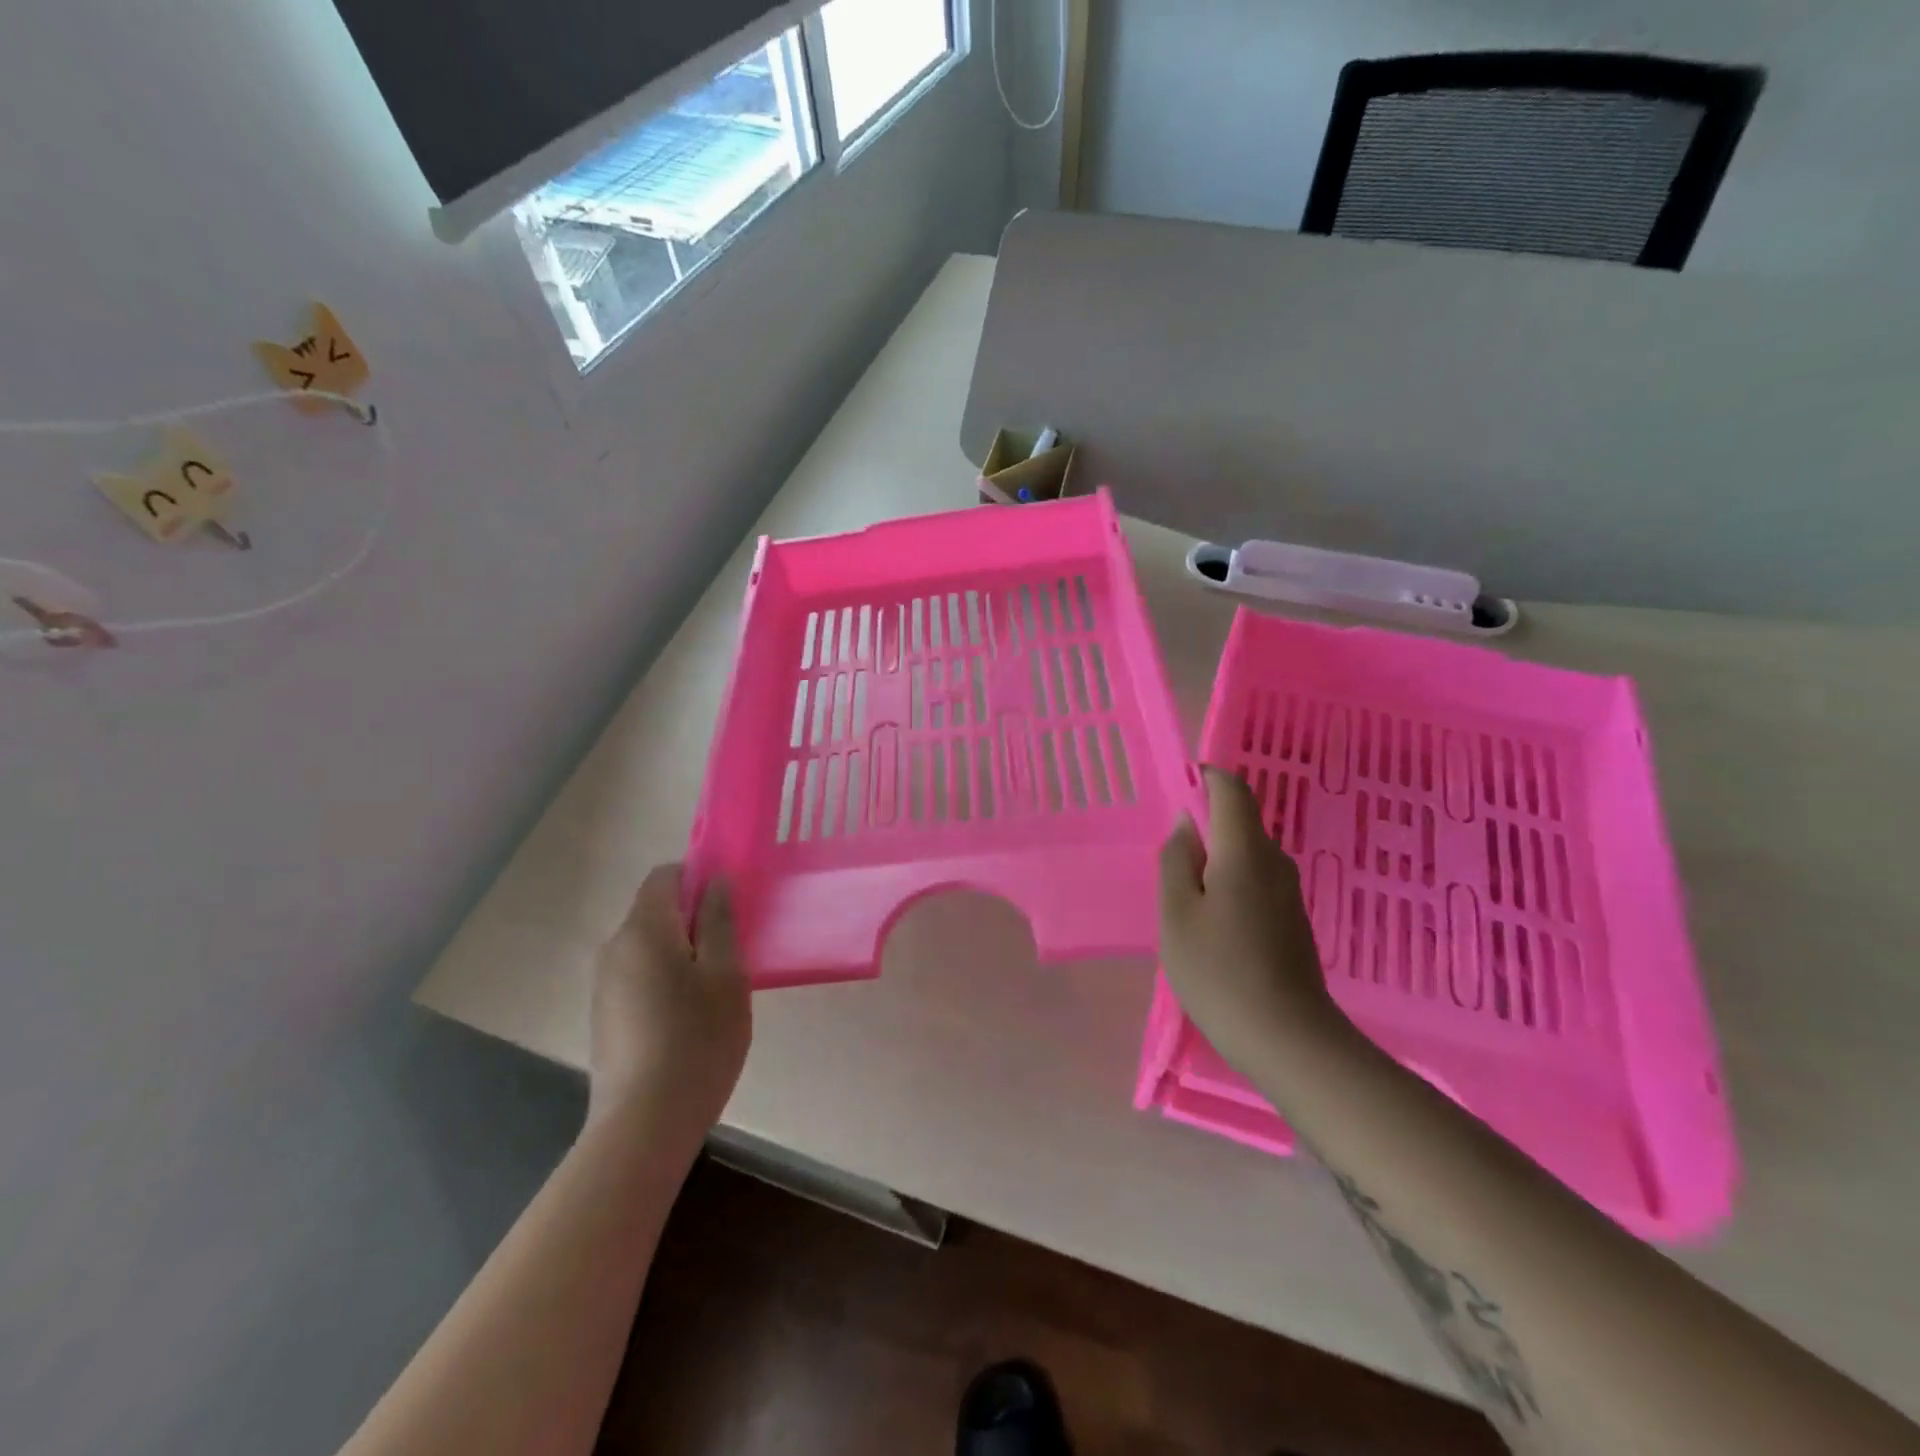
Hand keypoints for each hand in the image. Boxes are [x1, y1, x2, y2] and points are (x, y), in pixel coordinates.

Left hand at [588, 865, 750, 1133]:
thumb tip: (716, 881)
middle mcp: (614, 949)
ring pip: (649, 946)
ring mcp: (604, 985)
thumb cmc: (697, 1040)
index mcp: (643, 930)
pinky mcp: (604, 1017)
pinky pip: (639, 977)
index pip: (665, 875)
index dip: (699, 877)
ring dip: (682, 953)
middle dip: (695, 919)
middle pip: (656, 911)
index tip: (731, 904)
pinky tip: (689, 1019)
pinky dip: (666, 980)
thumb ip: (720, 920)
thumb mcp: (725, 974)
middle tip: (733, 952)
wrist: (643, 1125)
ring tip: (715, 991)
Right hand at [1159, 768, 1346, 1077]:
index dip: (1204, 779)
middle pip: (1238, 822)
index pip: (1231, 789)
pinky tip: (1212, 927)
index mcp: (1245, 851)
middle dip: (1201, 828)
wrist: (1288, 1039)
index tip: (1175, 794)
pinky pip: (1255, 881)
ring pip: (1244, 854)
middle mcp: (1274, 861)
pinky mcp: (1292, 919)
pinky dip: (1229, 886)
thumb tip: (1184, 824)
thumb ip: (1175, 860)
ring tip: (1184, 904)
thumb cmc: (1219, 971)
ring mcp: (1288, 892)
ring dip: (1213, 862)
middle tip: (1168, 867)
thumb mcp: (1177, 914)